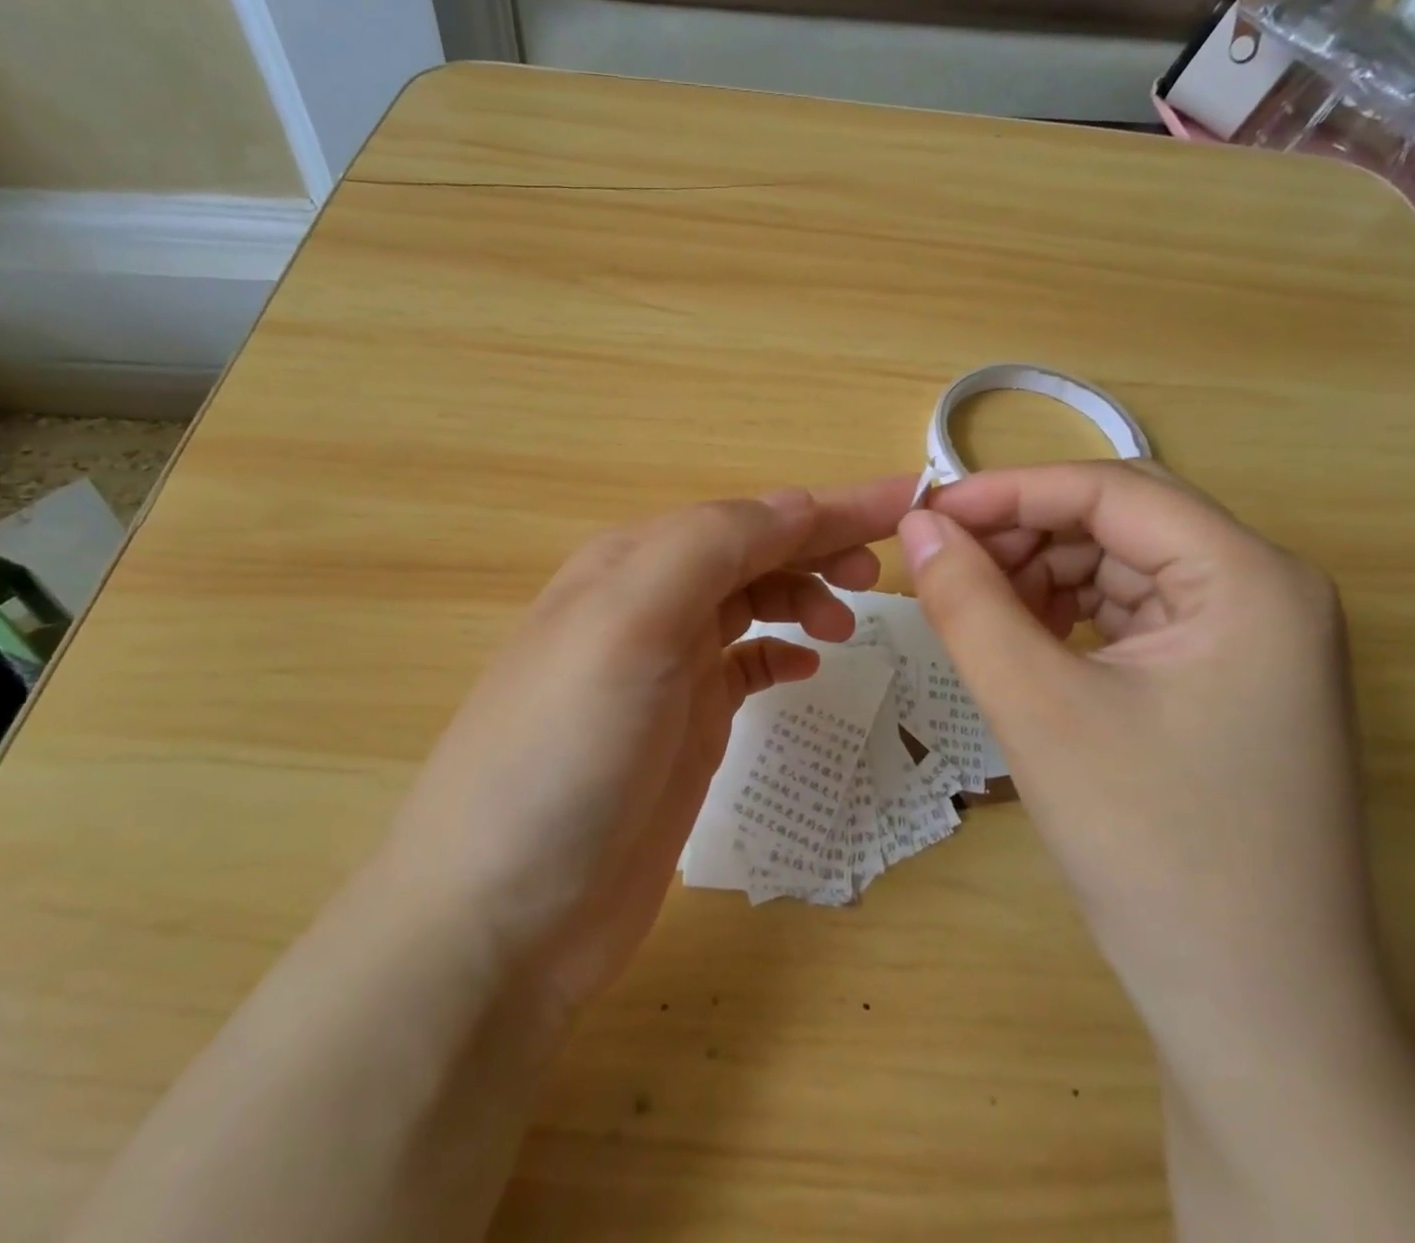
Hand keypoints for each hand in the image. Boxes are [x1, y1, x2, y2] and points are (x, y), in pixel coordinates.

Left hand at [373, 476, 914, 1021]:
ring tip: (849, 624)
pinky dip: (779, 651)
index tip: (908, 500)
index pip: (748, 515)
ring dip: (802, 594)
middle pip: (752, 551)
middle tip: (885, 567)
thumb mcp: (629, 624)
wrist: (505, 915)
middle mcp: (647, 605)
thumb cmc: (566, 753)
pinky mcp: (682, 727)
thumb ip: (709, 548)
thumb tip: (797, 505)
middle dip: (821, 543)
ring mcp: (665, 670)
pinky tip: (806, 666)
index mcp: (633, 565)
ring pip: (749, 602)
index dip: (828, 504)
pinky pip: (743, 663)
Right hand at [901, 461, 1376, 1035]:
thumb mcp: (1039, 709)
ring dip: (1042, 573)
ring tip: (976, 609)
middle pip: (1121, 519)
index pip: (1110, 489)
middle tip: (944, 565)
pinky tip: (1025, 642)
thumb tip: (917, 524)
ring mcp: (1254, 638)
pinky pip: (1134, 612)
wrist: (1254, 1010)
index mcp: (1251, 579)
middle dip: (1024, 532)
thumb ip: (968, 603)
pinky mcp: (1230, 679)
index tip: (926, 513)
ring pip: (1122, 563)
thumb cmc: (1151, 847)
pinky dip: (1069, 613)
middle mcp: (1266, 591)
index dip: (1008, 491)